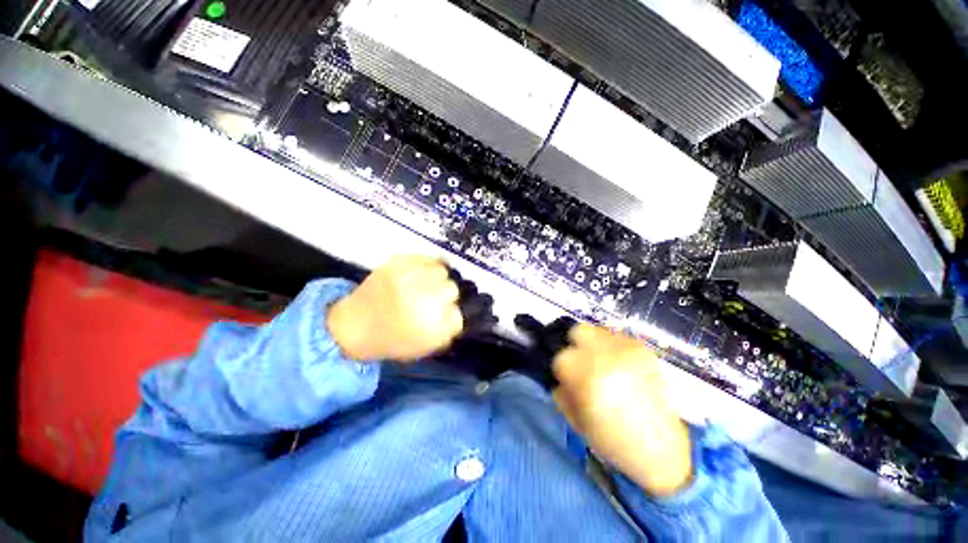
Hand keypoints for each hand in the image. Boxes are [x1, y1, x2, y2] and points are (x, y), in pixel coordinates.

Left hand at [327, 255, 463, 361]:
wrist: (353, 325)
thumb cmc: (391, 340)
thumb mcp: (424, 346)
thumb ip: (447, 330)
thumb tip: (458, 311)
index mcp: (431, 327)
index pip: (457, 315)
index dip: (450, 314)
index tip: (442, 315)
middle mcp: (423, 301)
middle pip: (452, 290)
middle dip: (446, 296)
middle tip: (433, 299)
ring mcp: (410, 279)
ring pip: (442, 272)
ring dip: (437, 279)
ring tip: (427, 283)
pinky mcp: (398, 263)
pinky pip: (427, 258)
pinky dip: (428, 265)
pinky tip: (422, 272)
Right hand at [552, 324, 691, 496]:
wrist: (660, 450)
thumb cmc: (612, 440)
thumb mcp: (575, 420)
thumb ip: (561, 393)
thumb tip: (559, 377)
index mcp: (587, 377)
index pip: (561, 357)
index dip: (562, 369)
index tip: (568, 380)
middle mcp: (606, 356)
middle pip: (579, 331)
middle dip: (576, 345)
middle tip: (582, 363)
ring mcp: (627, 350)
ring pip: (598, 331)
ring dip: (594, 345)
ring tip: (602, 364)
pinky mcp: (643, 350)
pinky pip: (617, 337)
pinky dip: (612, 347)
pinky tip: (619, 365)